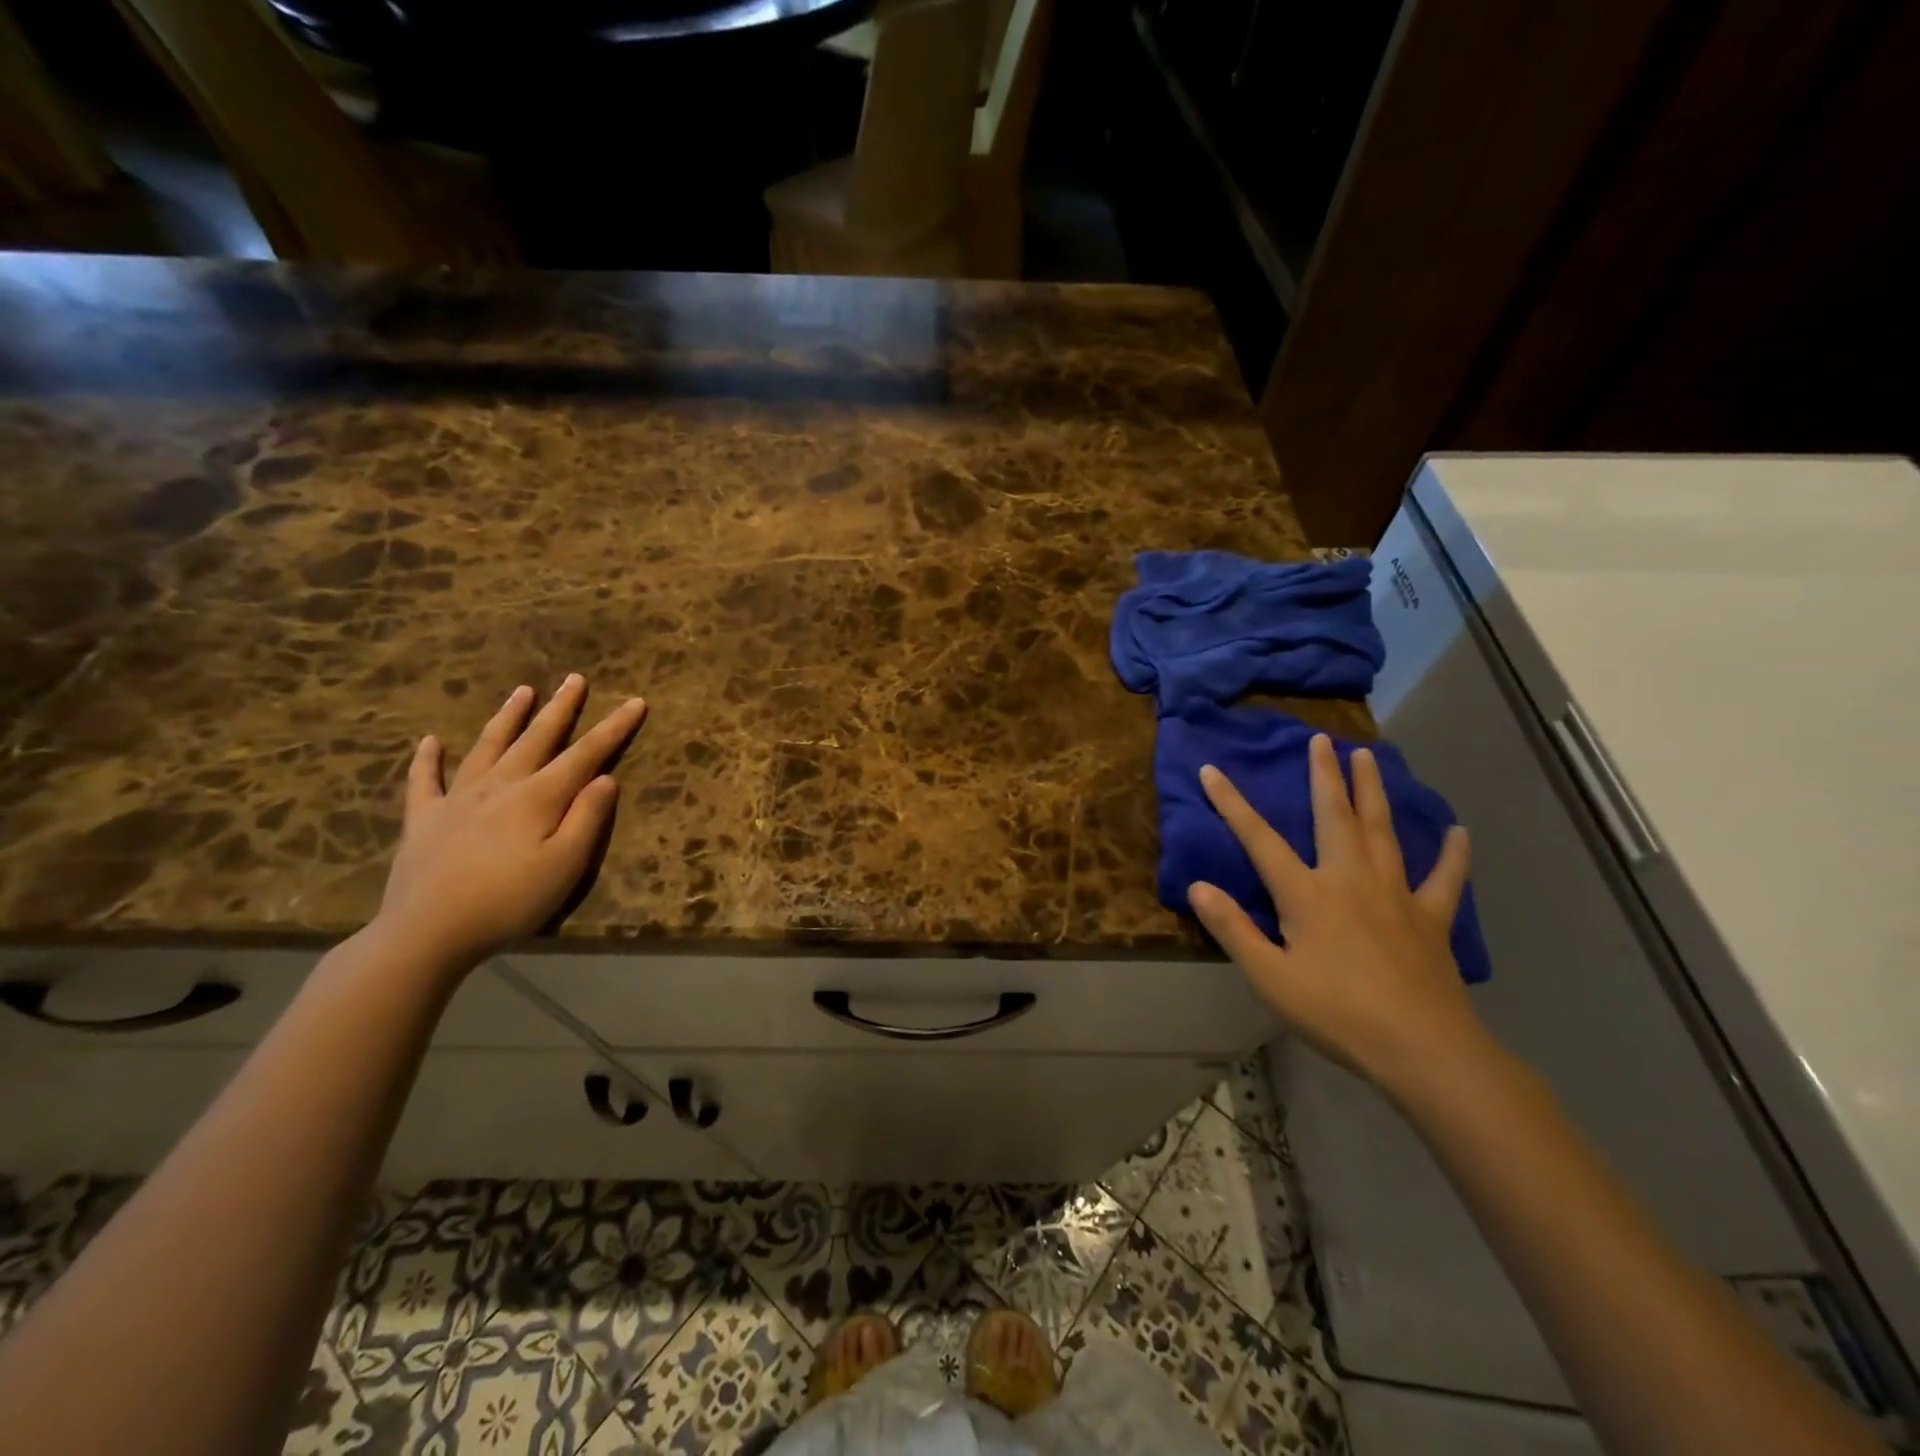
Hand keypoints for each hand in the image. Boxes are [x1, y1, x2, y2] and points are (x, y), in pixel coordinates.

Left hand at [374, 674, 647, 974]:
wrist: (427, 932)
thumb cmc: (509, 901)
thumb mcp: (566, 865)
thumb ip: (588, 818)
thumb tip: (606, 778)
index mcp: (539, 797)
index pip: (586, 754)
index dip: (614, 728)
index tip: (636, 701)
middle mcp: (501, 786)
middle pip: (537, 738)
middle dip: (561, 708)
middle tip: (575, 679)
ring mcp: (458, 799)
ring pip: (488, 746)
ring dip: (508, 717)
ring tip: (523, 691)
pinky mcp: (424, 819)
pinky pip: (425, 780)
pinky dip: (428, 759)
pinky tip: (431, 741)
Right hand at [1188, 733, 1488, 1101]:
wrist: (1422, 1048)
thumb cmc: (1336, 1013)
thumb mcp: (1269, 977)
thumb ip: (1233, 928)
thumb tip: (1198, 886)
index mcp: (1307, 894)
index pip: (1259, 839)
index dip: (1232, 804)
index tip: (1212, 769)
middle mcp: (1350, 879)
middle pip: (1334, 816)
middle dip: (1323, 776)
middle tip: (1320, 739)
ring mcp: (1396, 895)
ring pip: (1382, 831)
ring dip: (1372, 791)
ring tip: (1368, 757)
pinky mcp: (1431, 918)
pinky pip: (1444, 878)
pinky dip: (1452, 854)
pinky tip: (1459, 832)